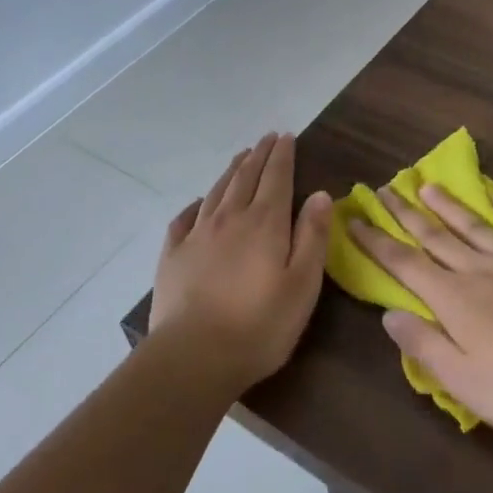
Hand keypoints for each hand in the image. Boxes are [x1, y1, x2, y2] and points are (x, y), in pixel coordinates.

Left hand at [152, 133, 332, 391]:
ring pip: (217, 192)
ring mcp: (197, 235)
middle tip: (267, 139)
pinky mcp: (172, 256)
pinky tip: (200, 202)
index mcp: (265, 223)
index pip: (276, 178)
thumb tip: (320, 194)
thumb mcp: (303, 284)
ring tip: (241, 157)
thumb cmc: (260, 325)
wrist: (194, 356)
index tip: (286, 136)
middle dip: (259, 155)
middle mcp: (229, 219)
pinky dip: (196, 204)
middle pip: (245, 177)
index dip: (282, 155)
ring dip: (231, 171)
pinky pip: (184, 218)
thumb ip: (312, 236)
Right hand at [349, 184, 492, 443]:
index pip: (405, 264)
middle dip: (405, 214)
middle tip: (383, 190)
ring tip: (426, 185)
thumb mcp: (463, 380)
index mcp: (454, 300)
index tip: (355, 220)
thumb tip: (389, 313)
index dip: (377, 242)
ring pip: (473, 226)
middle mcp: (479, 271)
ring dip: (447, 205)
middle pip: (435, 236)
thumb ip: (424, 344)